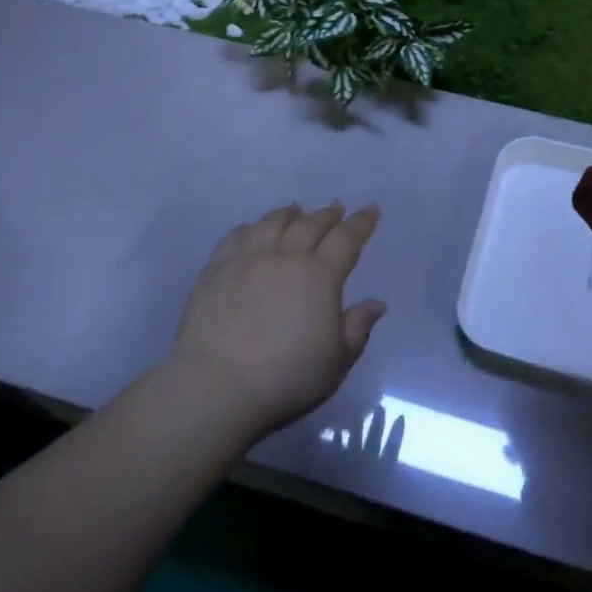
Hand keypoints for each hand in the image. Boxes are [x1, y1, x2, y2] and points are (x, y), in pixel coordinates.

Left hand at [168, 201, 386, 439]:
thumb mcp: (337, 361)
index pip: (346, 239)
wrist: (217, 384)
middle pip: (310, 225)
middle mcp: (285, 258)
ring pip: (271, 224)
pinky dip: (250, 227)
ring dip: (288, 214)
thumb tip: (375, 303)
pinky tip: (252, 228)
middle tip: (336, 207)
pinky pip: (235, 237)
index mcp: (320, 276)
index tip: (371, 210)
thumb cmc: (286, 377)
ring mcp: (247, 260)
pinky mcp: (215, 270)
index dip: (361, 223)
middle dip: (327, 214)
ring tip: (296, 209)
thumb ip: (357, 328)